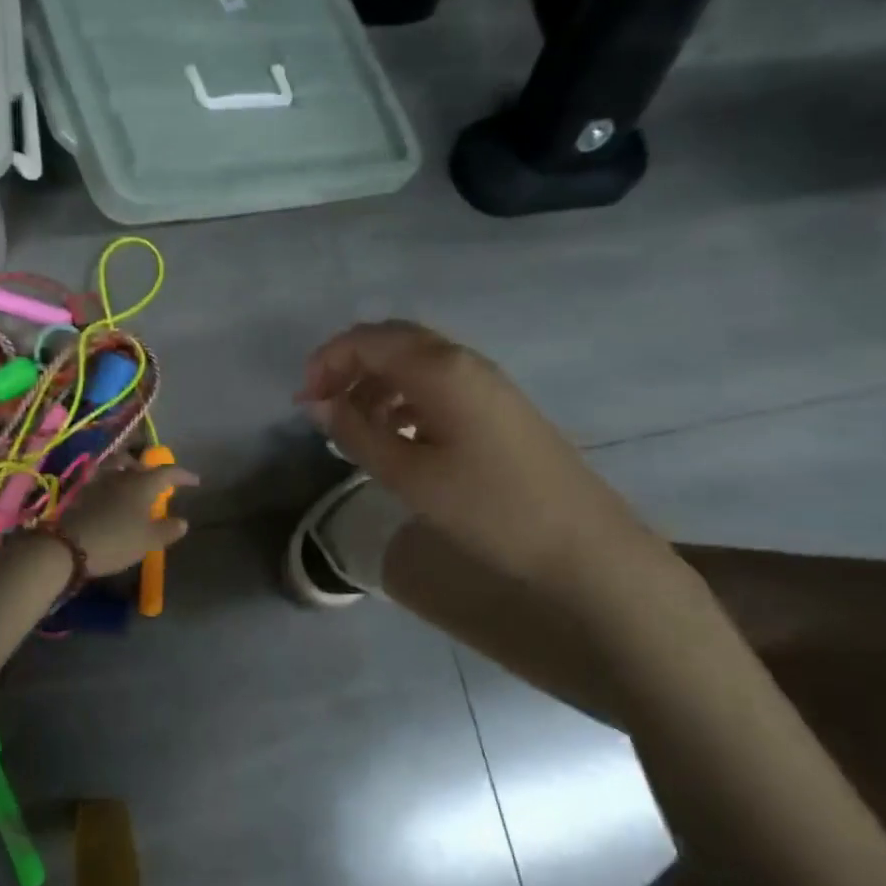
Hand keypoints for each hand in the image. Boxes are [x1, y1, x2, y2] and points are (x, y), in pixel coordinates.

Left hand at [59, 457, 197, 576]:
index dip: (183, 475)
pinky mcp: (83, 491)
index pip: (168, 472)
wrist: (69, 546)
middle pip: (140, 464)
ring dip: (130, 470)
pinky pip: (103, 477)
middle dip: (153, 470)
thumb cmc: (117, 541)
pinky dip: (112, 481)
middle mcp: (122, 475)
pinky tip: (113, 494)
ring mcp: (100, 480)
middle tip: (161, 482)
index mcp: (143, 483)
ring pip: (118, 466)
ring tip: (135, 483)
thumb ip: (168, 529)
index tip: (195, 481)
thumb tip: (182, 521)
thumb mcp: (149, 540)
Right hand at [300, 321, 671, 600]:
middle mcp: (463, 362)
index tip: (304, 403)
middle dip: (348, 366)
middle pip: (392, 342)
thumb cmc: (487, 508)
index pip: (368, 340)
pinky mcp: (497, 407)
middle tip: (322, 406)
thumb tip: (317, 404)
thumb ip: (356, 433)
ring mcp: (485, 383)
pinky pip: (437, 385)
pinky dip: (404, 399)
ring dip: (375, 384)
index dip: (326, 362)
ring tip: (353, 427)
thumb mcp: (408, 475)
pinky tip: (396, 436)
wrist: (581, 545)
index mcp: (440, 369)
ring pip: (415, 363)